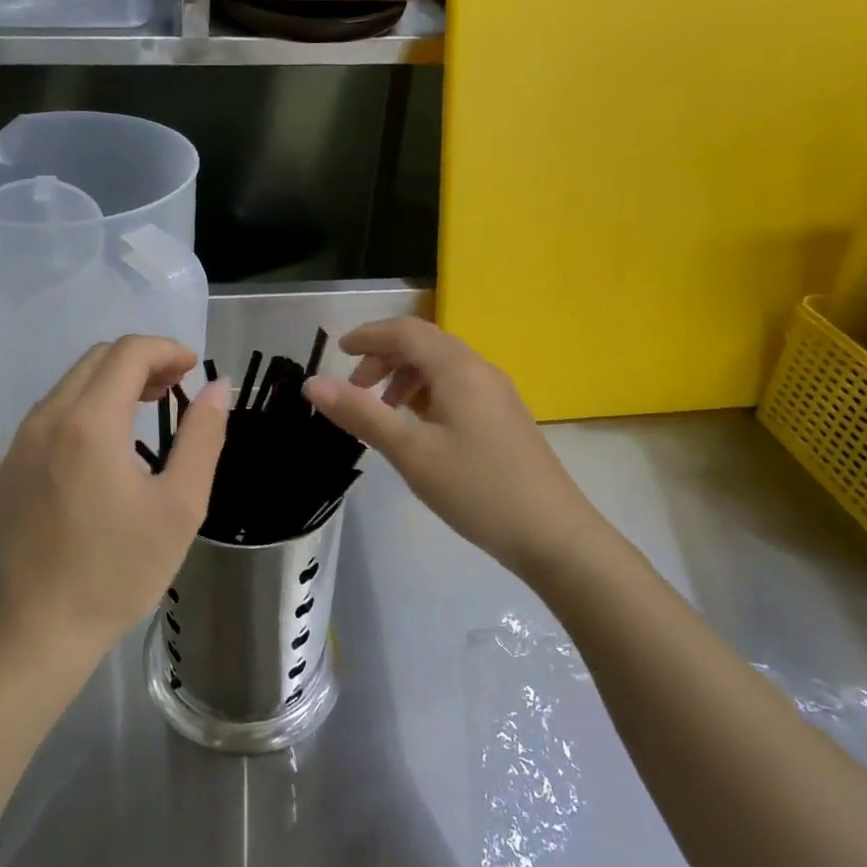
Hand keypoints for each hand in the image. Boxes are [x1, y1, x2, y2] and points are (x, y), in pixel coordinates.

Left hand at [0, 336, 227, 662]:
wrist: (42, 628)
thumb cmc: (120, 569)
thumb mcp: (181, 505)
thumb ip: (202, 436)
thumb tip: (217, 387)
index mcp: (90, 423)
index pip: (128, 353)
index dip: (167, 350)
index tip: (194, 371)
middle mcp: (48, 418)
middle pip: (97, 359)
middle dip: (142, 361)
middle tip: (176, 390)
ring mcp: (22, 440)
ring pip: (72, 382)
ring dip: (113, 382)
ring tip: (147, 410)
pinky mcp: (12, 463)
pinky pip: (53, 411)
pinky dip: (87, 405)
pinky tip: (107, 444)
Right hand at [302, 318, 600, 577]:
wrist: (553, 535)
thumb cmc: (476, 488)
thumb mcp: (410, 452)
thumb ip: (361, 414)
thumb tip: (312, 383)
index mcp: (458, 369)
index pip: (406, 331)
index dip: (369, 336)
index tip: (338, 351)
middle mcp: (479, 370)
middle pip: (424, 345)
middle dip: (384, 358)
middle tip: (356, 390)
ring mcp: (496, 394)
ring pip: (441, 367)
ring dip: (405, 378)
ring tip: (383, 412)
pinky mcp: (503, 418)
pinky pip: (456, 388)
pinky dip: (426, 395)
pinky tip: (417, 428)